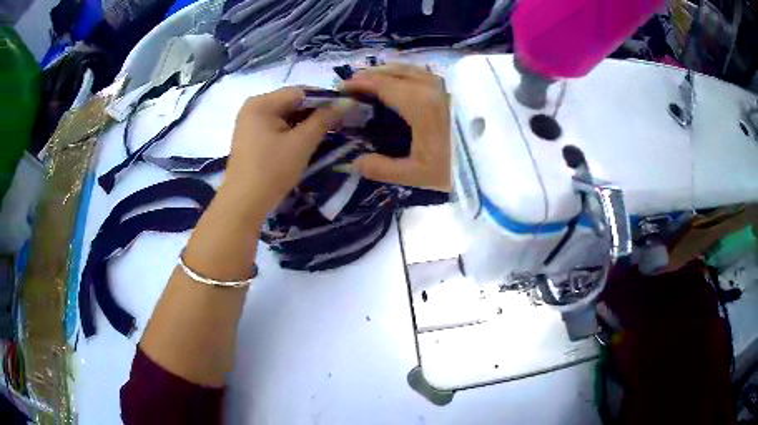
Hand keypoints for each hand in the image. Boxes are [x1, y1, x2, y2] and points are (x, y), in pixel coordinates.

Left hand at [222, 87, 352, 216]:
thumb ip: (324, 119)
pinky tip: (305, 142)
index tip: (344, 112)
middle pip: (291, 102)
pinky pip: (276, 127)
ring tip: (325, 134)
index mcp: (261, 103)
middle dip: (314, 112)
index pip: (300, 91)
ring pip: (285, 115)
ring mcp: (250, 123)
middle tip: (338, 124)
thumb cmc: (272, 170)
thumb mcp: (301, 143)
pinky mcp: (251, 138)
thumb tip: (346, 101)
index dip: (324, 100)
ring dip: (304, 123)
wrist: (244, 204)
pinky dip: (292, 132)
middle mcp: (253, 107)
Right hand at [342, 64, 450, 191]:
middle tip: (352, 82)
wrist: (494, 165)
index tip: (342, 87)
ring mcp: (445, 87)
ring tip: (372, 78)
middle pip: (395, 71)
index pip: (383, 85)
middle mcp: (431, 88)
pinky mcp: (454, 91)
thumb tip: (355, 162)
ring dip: (388, 70)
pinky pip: (424, 73)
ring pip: (411, 69)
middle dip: (371, 74)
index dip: (360, 84)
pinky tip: (402, 81)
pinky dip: (406, 72)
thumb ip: (382, 168)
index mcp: (419, 105)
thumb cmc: (457, 170)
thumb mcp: (417, 175)